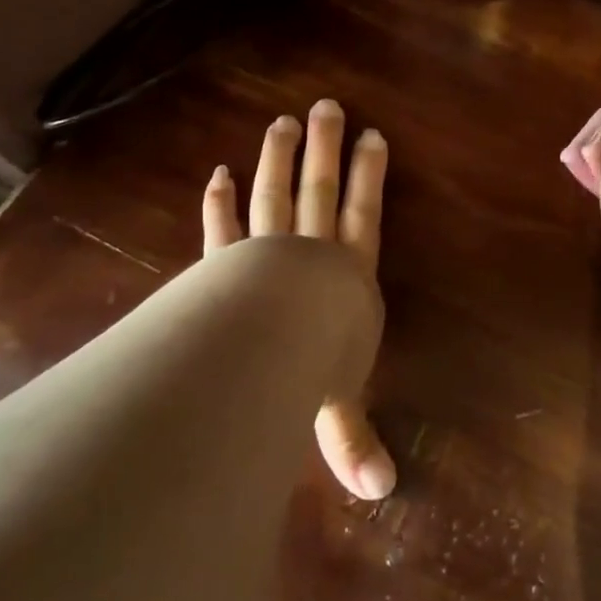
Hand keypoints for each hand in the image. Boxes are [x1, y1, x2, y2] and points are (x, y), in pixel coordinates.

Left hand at [202, 100, 396, 500]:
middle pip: (322, 191)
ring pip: (276, 195)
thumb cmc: (311, 370)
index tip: (374, 137)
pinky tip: (216, 171)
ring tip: (282, 121)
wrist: (262, 346)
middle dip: (327, 149)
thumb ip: (353, 442)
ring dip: (279, 158)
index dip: (370, 177)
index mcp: (348, 278)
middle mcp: (311, 254)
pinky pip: (223, 225)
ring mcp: (264, 252)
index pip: (365, 216)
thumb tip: (384, 493)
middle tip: (329, 106)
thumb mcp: (337, 408)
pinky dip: (219, 200)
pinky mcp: (222, 263)